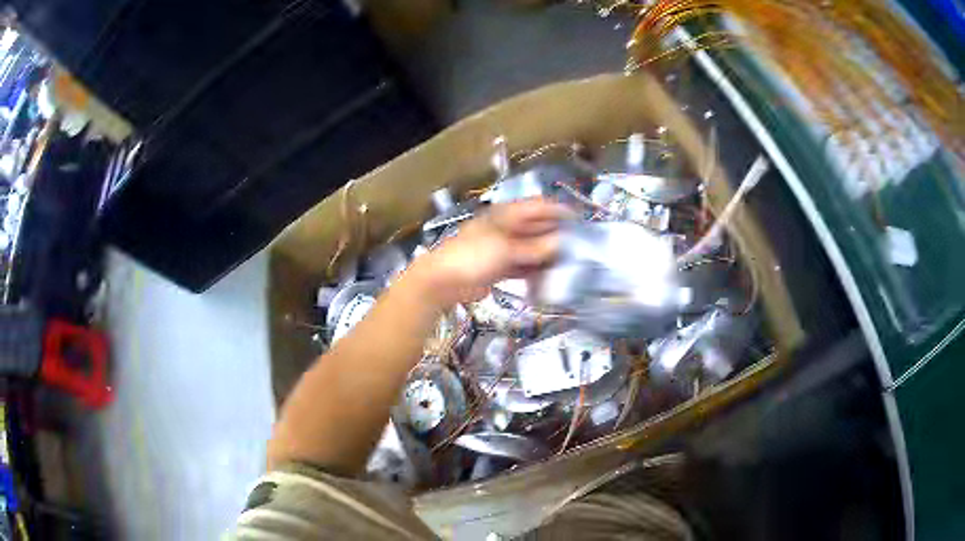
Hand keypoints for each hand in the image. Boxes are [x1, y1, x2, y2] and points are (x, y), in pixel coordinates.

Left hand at [409, 197, 569, 308]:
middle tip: (580, 247)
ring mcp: (503, 248)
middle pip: (537, 228)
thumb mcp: (506, 249)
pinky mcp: (500, 267)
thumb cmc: (473, 256)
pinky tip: (549, 278)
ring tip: (570, 265)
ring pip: (532, 249)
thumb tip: (561, 243)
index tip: (580, 220)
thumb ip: (535, 248)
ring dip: (547, 256)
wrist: (443, 280)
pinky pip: (523, 266)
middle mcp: (507, 228)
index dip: (558, 210)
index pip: (537, 206)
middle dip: (556, 236)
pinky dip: (535, 271)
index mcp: (506, 215)